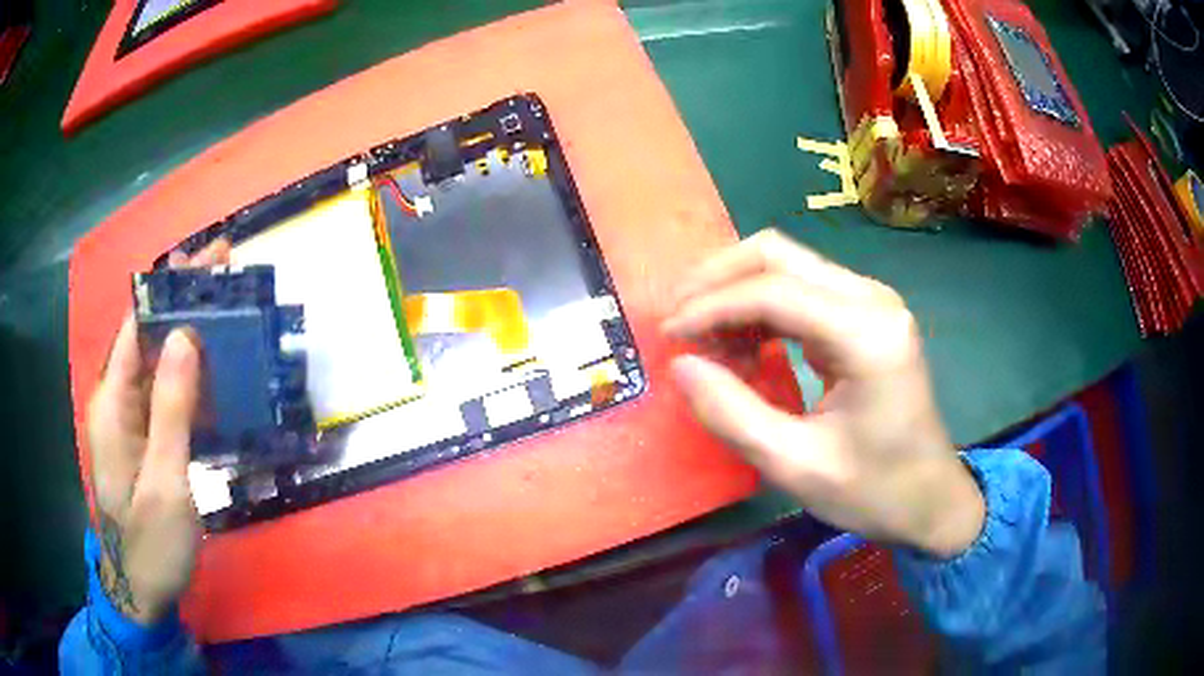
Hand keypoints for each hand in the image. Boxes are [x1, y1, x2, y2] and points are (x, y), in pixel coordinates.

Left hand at [88, 240, 228, 623]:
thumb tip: (186, 335)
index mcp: (112, 401)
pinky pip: (167, 394)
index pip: (139, 323)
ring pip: (160, 363)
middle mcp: (117, 398)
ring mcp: (130, 419)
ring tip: (233, 314)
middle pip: (150, 335)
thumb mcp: (165, 482)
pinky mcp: (144, 437)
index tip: (210, 260)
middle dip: (187, 302)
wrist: (141, 589)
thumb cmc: (150, 542)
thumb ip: (171, 408)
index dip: (172, 286)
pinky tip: (219, 370)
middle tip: (230, 275)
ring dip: (194, 338)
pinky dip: (194, 376)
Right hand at [663, 230, 983, 558]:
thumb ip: (733, 414)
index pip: (773, 291)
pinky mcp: (865, 314)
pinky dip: (761, 308)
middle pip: (778, 255)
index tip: (669, 336)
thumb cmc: (873, 490)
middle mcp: (872, 299)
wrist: (930, 498)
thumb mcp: (796, 466)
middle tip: (679, 322)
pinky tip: (742, 346)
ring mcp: (871, 302)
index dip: (711, 307)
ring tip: (705, 341)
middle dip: (717, 280)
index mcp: (866, 333)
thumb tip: (682, 366)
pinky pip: (801, 289)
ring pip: (787, 265)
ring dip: (737, 292)